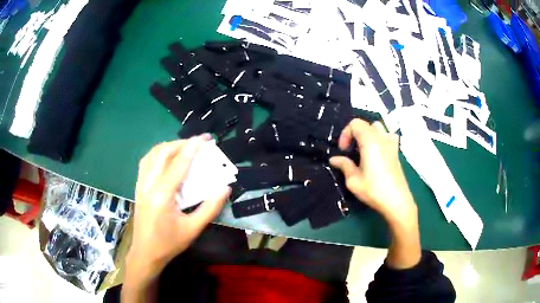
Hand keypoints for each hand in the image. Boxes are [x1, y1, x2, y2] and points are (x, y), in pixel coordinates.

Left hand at [127, 135, 230, 281]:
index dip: (193, 148)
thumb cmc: (169, 244)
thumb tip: (225, 188)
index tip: (205, 138)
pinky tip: (166, 158)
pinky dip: (158, 154)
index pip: (178, 164)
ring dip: (169, 146)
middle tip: (198, 143)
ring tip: (184, 147)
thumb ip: (210, 208)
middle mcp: (148, 185)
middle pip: (163, 153)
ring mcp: (140, 184)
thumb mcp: (193, 229)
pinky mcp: (138, 187)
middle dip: (181, 143)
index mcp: (162, 195)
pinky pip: (146, 162)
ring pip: (152, 154)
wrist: (146, 253)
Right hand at [329, 119, 416, 224]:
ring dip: (368, 134)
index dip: (345, 134)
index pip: (355, 124)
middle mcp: (382, 138)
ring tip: (363, 149)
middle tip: (350, 150)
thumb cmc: (374, 190)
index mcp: (370, 141)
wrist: (397, 201)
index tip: (343, 150)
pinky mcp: (396, 151)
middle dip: (355, 133)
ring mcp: (391, 144)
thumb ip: (344, 165)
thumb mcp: (353, 180)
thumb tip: (334, 159)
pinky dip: (381, 137)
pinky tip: (378, 151)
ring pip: (378, 127)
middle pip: (366, 124)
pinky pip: (388, 135)